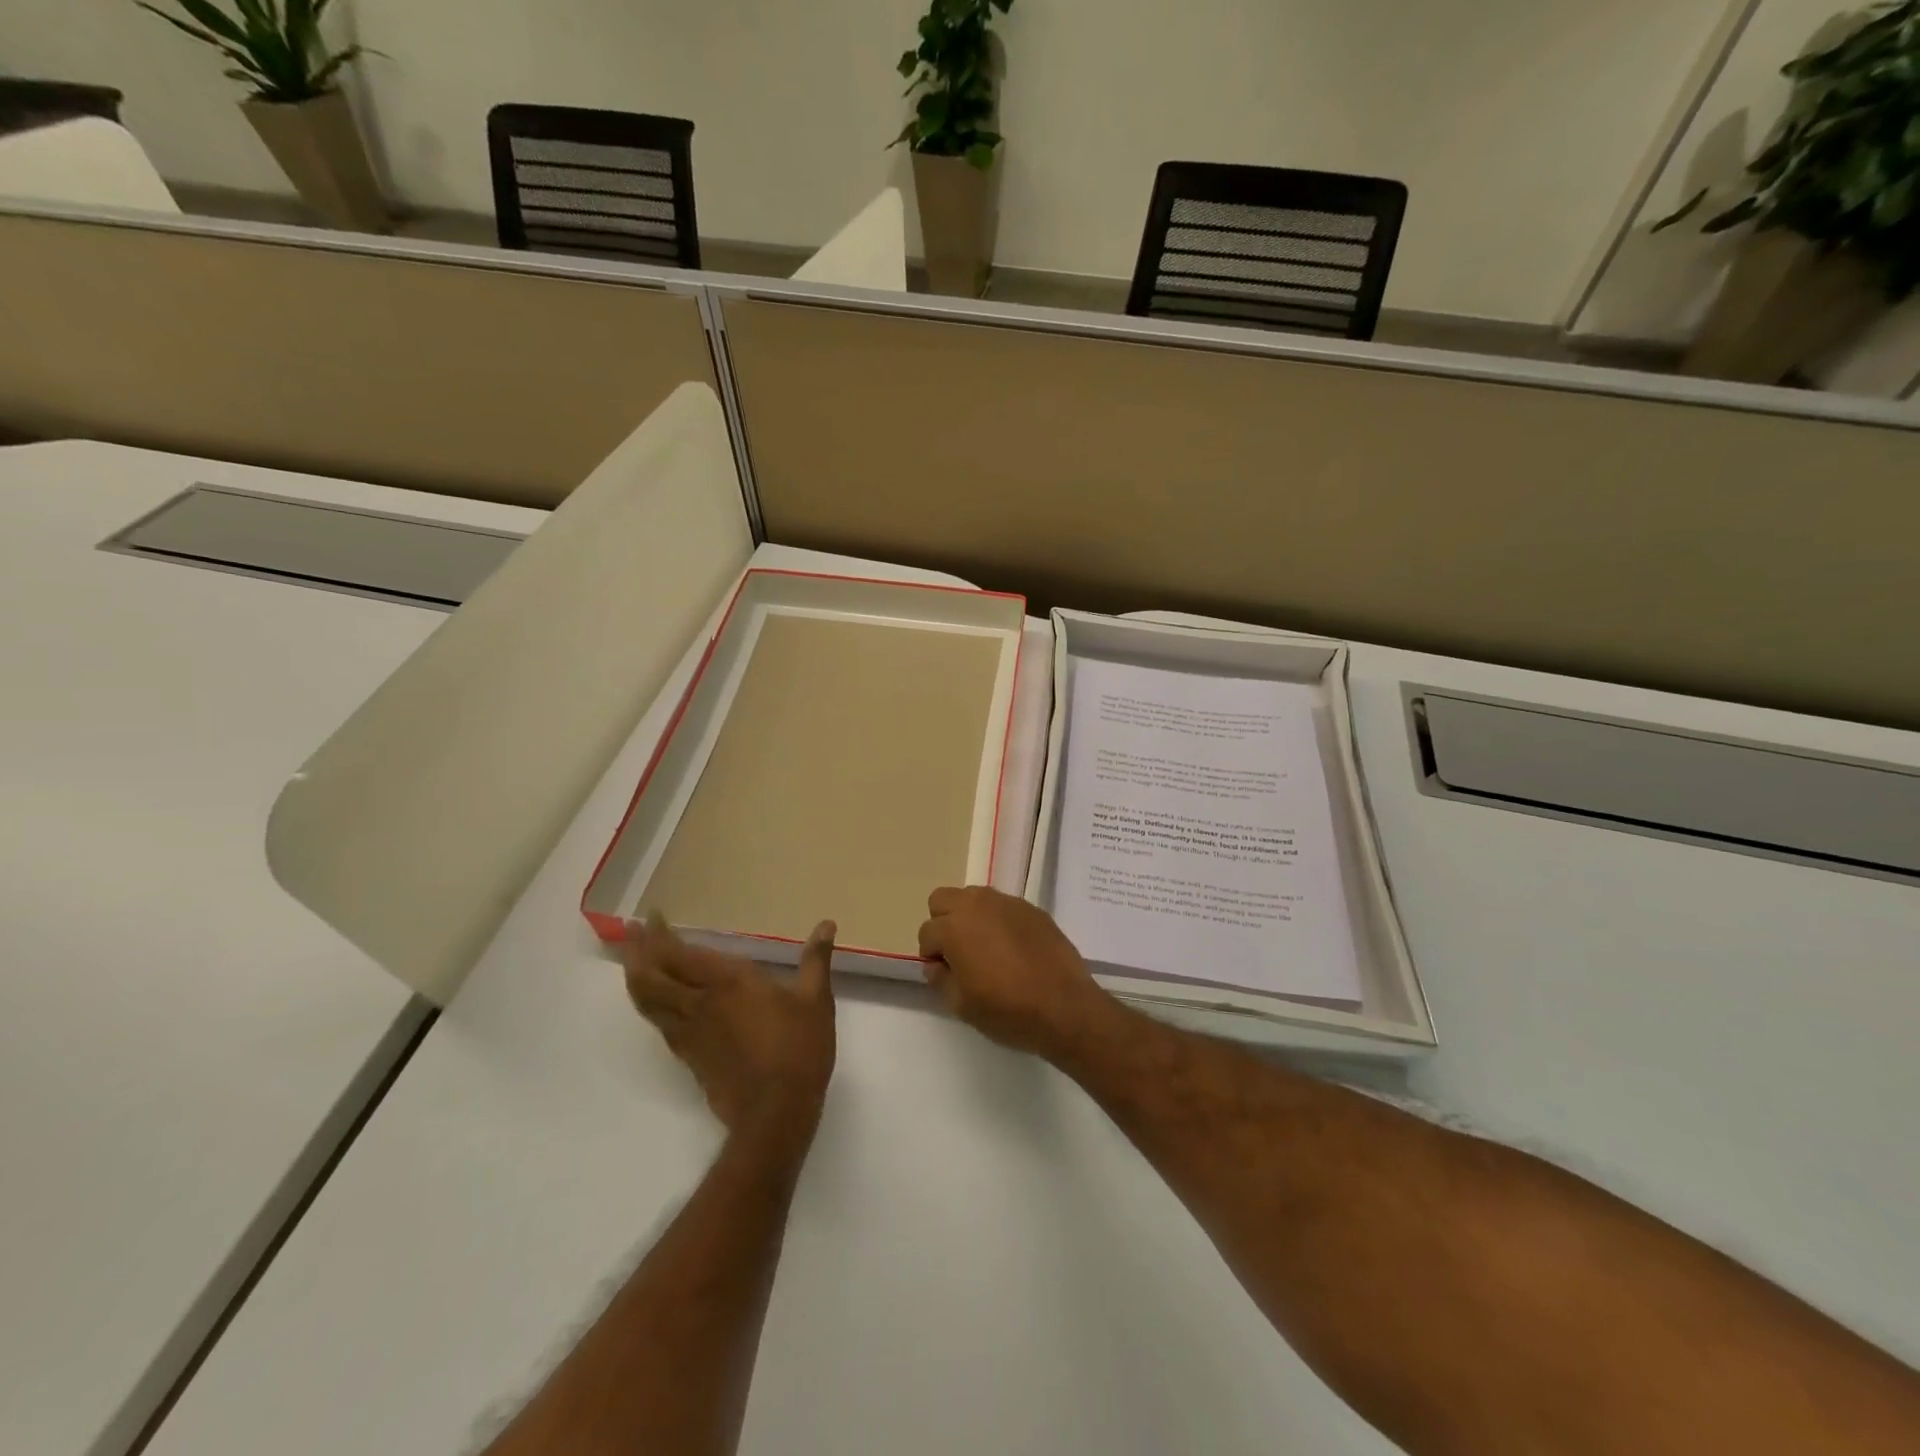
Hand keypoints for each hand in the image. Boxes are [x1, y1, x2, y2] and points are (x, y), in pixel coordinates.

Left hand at [623, 915, 836, 1145]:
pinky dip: (649, 1004)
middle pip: (651, 975)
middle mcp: (699, 1002)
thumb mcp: (816, 1000)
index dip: (660, 934)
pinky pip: (658, 1022)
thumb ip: (816, 960)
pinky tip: (657, 1000)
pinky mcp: (687, 1056)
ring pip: (647, 1000)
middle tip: (633, 932)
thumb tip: (827, 924)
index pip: (678, 953)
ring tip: (633, 960)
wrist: (775, 1113)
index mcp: (728, 982)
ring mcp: (688, 1031)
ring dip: (635, 976)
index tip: (654, 916)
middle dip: (637, 951)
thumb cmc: (799, 1050)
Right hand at [917, 886, 1112, 1058]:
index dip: (931, 954)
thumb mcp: (961, 1005)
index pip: (927, 932)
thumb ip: (940, 979)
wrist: (1065, 1006)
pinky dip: (998, 920)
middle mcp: (977, 905)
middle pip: (943, 899)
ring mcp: (1007, 903)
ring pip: (974, 896)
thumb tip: (937, 964)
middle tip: (958, 952)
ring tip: (986, 947)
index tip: (945, 973)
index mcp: (954, 927)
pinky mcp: (1032, 908)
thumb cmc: (1008, 1010)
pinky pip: (1003, 906)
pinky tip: (1013, 948)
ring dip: (970, 916)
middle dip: (944, 922)